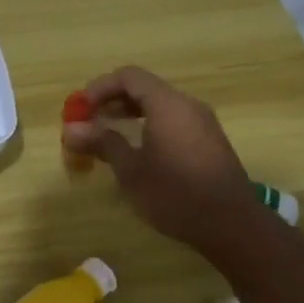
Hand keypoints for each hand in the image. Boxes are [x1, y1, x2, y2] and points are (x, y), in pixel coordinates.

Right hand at [62, 66, 273, 264]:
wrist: (232, 226)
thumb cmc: (175, 194)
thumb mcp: (130, 170)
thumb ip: (102, 142)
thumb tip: (70, 130)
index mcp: (168, 104)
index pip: (129, 77)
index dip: (100, 87)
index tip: (80, 108)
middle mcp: (187, 105)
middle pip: (144, 88)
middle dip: (112, 101)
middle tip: (89, 122)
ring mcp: (202, 123)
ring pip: (159, 105)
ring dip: (129, 114)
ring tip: (107, 137)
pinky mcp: (209, 142)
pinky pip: (172, 120)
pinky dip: (148, 125)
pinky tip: (136, 151)